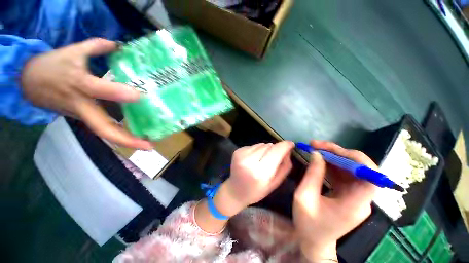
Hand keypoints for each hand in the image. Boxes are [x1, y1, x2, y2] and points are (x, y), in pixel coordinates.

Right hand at [21, 38, 151, 149]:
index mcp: (78, 83)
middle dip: (127, 139)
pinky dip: (121, 134)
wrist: (29, 82)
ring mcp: (83, 115)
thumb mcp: (72, 50)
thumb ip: (97, 46)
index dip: (117, 93)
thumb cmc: (52, 65)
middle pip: (103, 128)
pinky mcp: (84, 118)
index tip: (139, 95)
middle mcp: (82, 105)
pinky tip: (139, 136)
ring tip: (149, 145)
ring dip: (127, 141)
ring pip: (105, 132)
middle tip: (150, 146)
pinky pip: (104, 128)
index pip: (98, 89)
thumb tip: (120, 45)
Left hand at [218, 141, 294, 216]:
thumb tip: (288, 150)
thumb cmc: (257, 191)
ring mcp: (241, 155)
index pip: (276, 152)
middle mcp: (250, 161)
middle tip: (274, 158)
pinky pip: (253, 145)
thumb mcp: (275, 183)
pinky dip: (257, 150)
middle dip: (275, 149)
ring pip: (261, 144)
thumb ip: (284, 166)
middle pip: (269, 146)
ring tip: (262, 160)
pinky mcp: (237, 151)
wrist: (235, 191)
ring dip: (265, 149)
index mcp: (261, 173)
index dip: (285, 145)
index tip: (291, 144)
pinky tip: (253, 159)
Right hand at [293, 140, 377, 261]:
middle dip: (339, 153)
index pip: (371, 178)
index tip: (333, 150)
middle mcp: (362, 199)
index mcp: (355, 205)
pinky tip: (319, 159)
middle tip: (316, 144)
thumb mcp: (304, 197)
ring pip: (351, 169)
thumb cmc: (308, 223)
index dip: (358, 160)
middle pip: (360, 169)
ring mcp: (356, 196)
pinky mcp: (349, 194)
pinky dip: (332, 164)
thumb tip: (317, 154)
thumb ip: (312, 174)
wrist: (314, 242)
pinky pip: (344, 174)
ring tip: (315, 148)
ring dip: (334, 156)